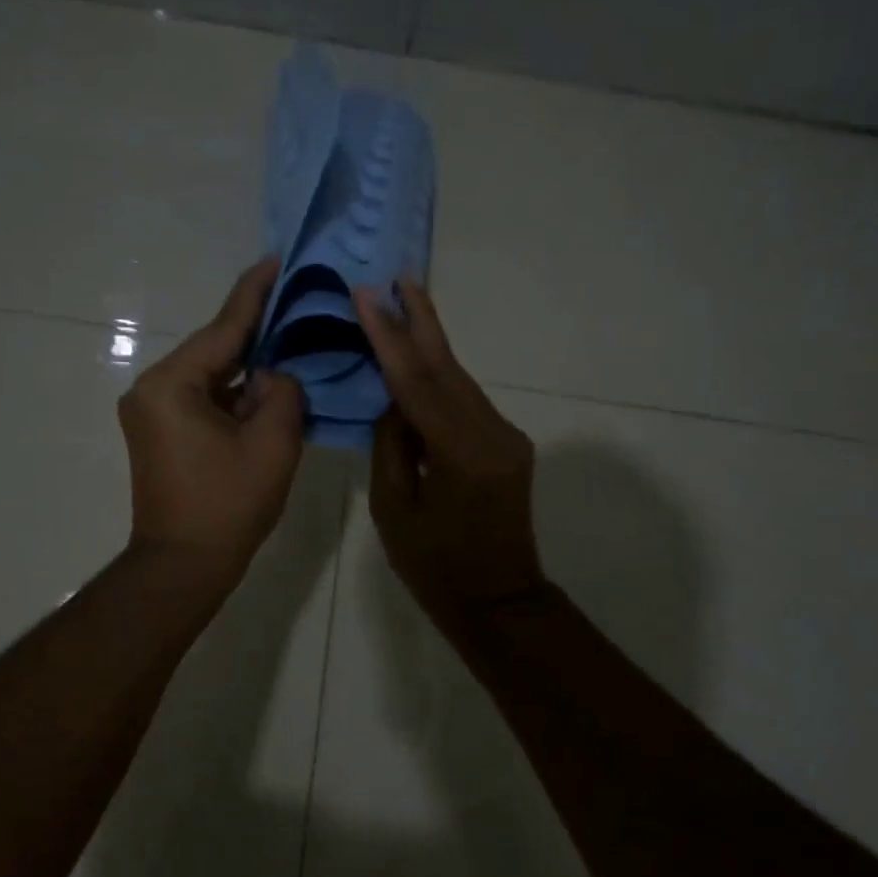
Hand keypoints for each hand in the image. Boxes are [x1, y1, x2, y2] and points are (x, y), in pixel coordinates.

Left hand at [119, 258, 303, 587]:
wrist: (183, 566)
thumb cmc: (228, 505)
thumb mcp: (272, 443)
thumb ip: (282, 392)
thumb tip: (274, 376)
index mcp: (172, 385)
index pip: (223, 329)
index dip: (254, 294)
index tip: (275, 259)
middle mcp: (152, 389)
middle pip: (214, 349)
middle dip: (256, 331)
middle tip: (296, 302)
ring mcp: (152, 412)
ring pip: (210, 375)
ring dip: (247, 367)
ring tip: (290, 340)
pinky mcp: (160, 432)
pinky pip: (203, 399)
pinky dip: (234, 393)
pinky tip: (266, 385)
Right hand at [354, 277, 546, 633]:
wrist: (499, 600)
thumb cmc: (435, 567)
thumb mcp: (394, 510)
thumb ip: (391, 447)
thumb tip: (392, 403)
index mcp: (461, 454)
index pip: (417, 383)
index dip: (390, 337)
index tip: (369, 296)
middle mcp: (493, 434)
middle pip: (449, 367)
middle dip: (421, 320)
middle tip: (400, 276)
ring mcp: (506, 437)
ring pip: (460, 380)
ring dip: (430, 344)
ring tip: (404, 303)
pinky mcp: (508, 445)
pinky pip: (466, 402)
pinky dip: (439, 379)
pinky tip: (419, 361)